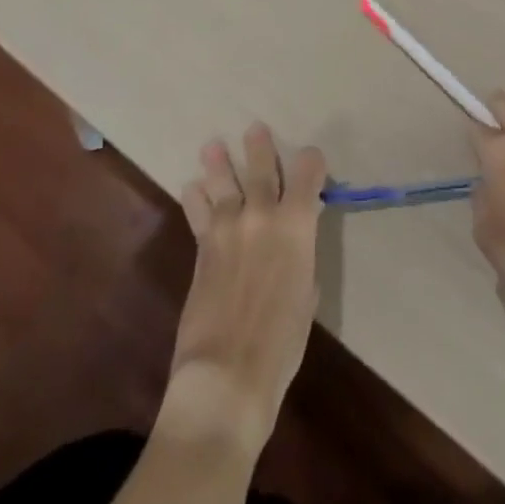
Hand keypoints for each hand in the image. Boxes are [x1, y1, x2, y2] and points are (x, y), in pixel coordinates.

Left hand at [168, 123, 327, 454]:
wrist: (226, 375)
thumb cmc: (281, 344)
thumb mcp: (306, 296)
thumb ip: (300, 259)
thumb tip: (293, 246)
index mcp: (298, 226)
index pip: (309, 174)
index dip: (312, 162)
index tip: (312, 160)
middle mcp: (264, 216)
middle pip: (262, 169)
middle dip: (260, 147)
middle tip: (254, 129)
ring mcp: (229, 229)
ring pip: (224, 183)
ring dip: (219, 163)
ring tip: (213, 146)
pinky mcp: (203, 248)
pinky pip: (198, 213)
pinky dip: (195, 198)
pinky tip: (192, 188)